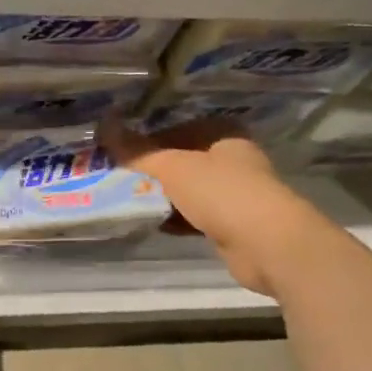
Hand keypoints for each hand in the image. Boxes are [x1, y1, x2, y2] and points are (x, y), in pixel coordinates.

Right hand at [103, 118, 301, 297]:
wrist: (267, 244)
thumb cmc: (222, 192)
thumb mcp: (173, 166)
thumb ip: (137, 151)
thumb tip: (103, 126)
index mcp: (223, 135)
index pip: (177, 129)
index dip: (146, 140)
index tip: (117, 152)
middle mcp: (231, 160)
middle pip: (181, 161)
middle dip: (151, 171)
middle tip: (115, 177)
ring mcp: (233, 194)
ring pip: (187, 191)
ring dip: (161, 197)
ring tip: (125, 200)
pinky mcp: (231, 225)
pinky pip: (193, 216)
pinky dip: (174, 219)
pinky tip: (150, 223)